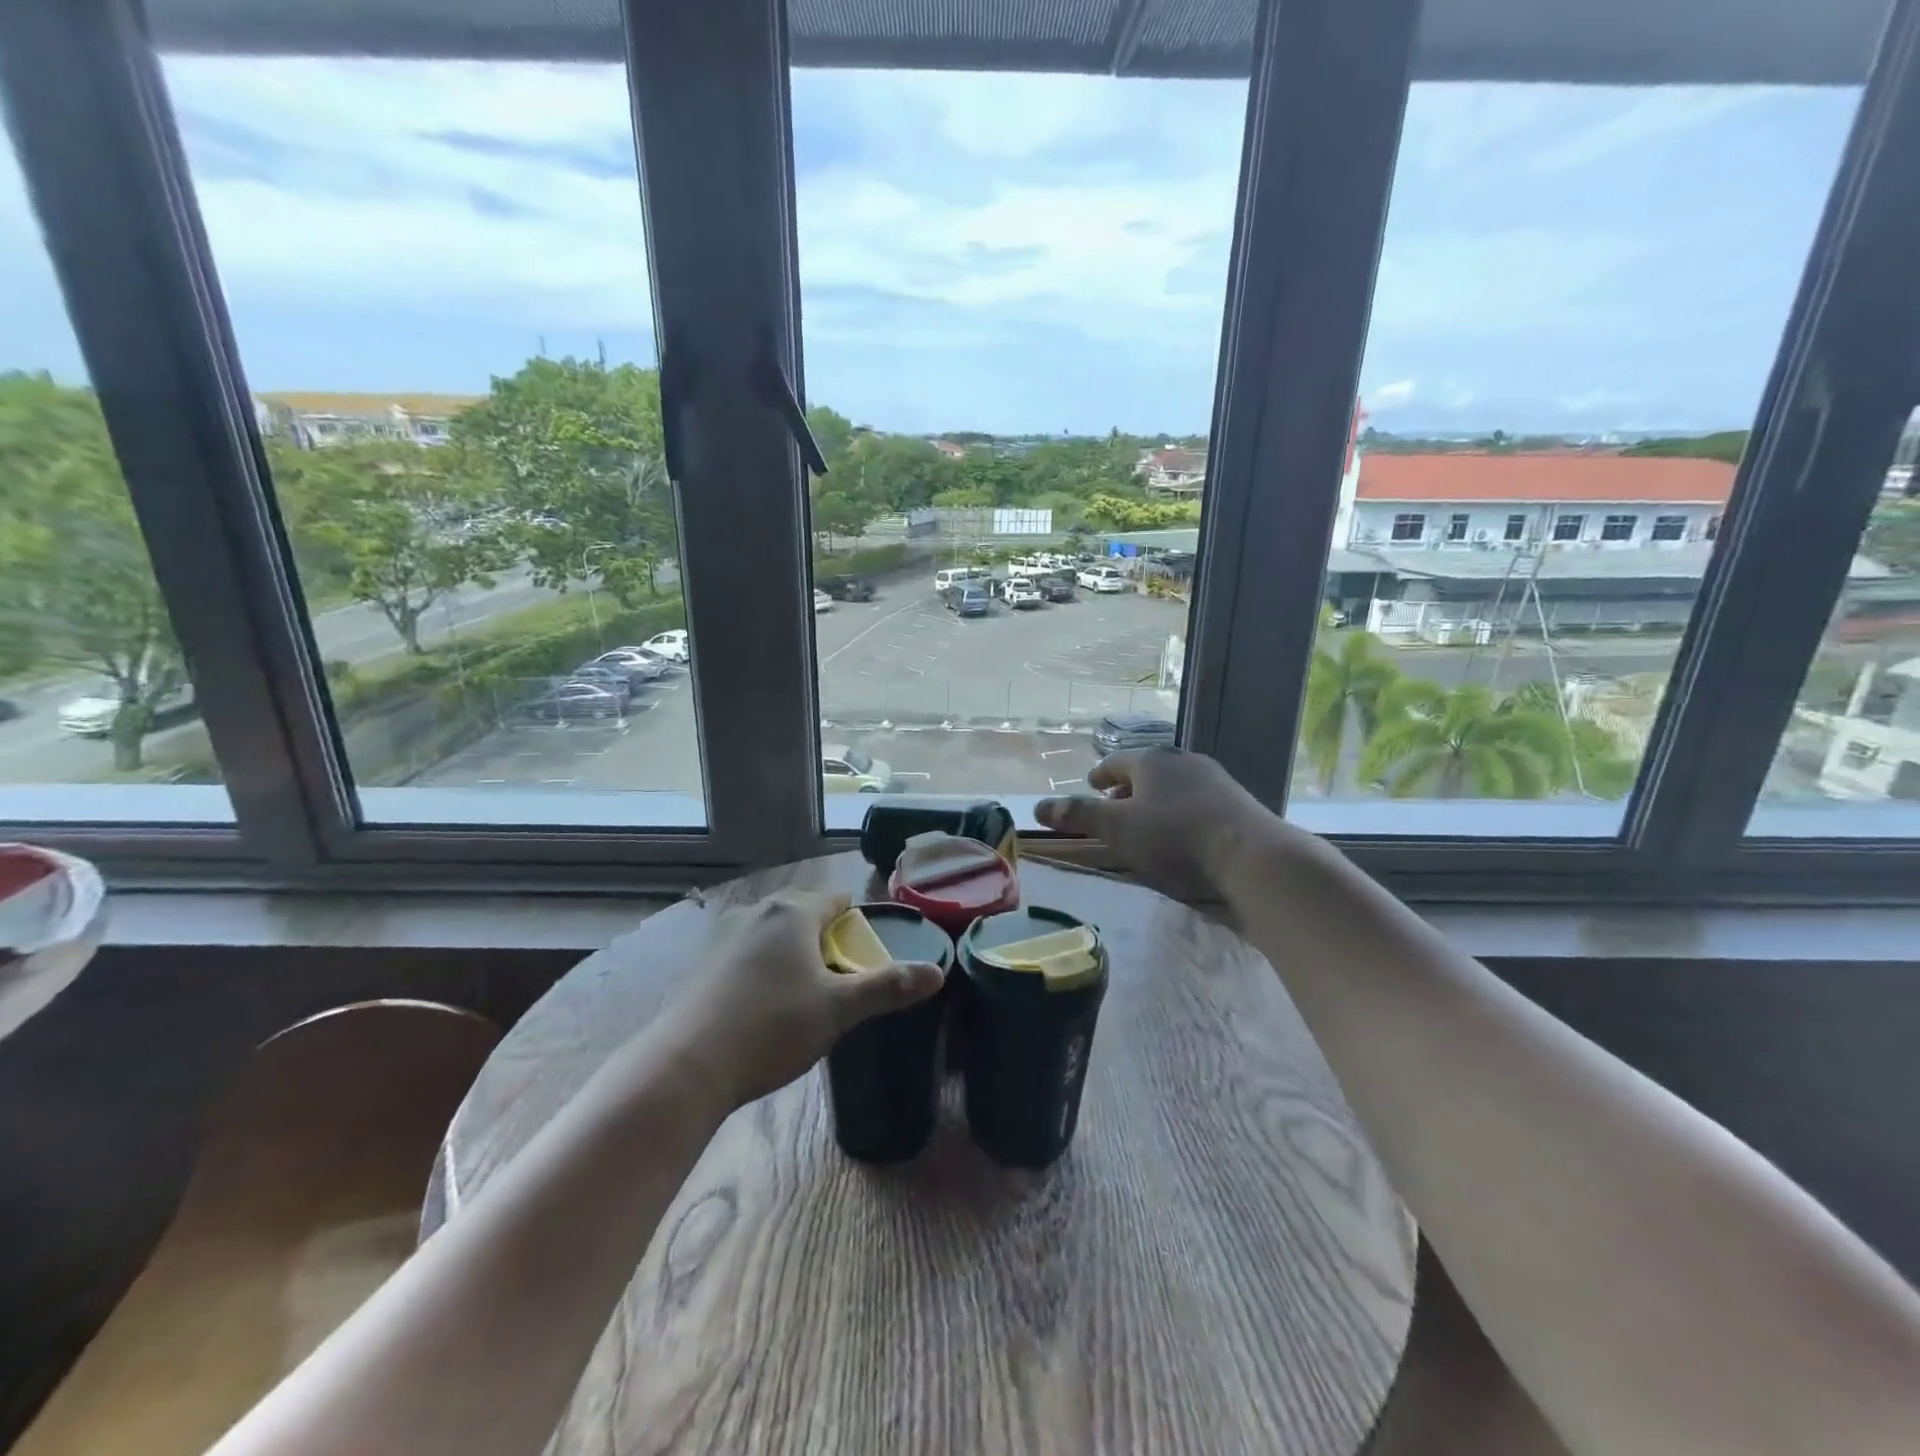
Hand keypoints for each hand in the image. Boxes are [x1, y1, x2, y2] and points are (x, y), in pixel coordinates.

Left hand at [661, 889, 944, 1110]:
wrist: (686, 1066)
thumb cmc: (771, 1027)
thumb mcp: (838, 1009)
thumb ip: (887, 987)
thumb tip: (937, 973)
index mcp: (793, 912)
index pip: (838, 900)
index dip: (857, 923)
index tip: (866, 955)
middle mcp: (758, 912)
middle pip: (805, 913)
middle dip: (826, 938)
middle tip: (840, 979)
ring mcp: (726, 935)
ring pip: (775, 933)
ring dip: (794, 954)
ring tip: (805, 995)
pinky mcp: (705, 963)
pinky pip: (749, 952)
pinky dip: (765, 968)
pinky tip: (765, 1007)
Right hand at [1035, 748, 1282, 898]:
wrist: (1249, 854)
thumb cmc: (1174, 836)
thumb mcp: (1117, 828)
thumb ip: (1079, 815)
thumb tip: (1038, 805)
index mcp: (1151, 760)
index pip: (1116, 762)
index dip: (1101, 775)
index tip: (1092, 784)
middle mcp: (1183, 760)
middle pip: (1147, 771)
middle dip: (1128, 788)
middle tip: (1115, 806)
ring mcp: (1215, 779)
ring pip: (1174, 785)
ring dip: (1156, 800)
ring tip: (1147, 822)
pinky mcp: (1237, 801)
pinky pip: (1197, 800)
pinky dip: (1181, 811)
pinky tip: (1182, 833)